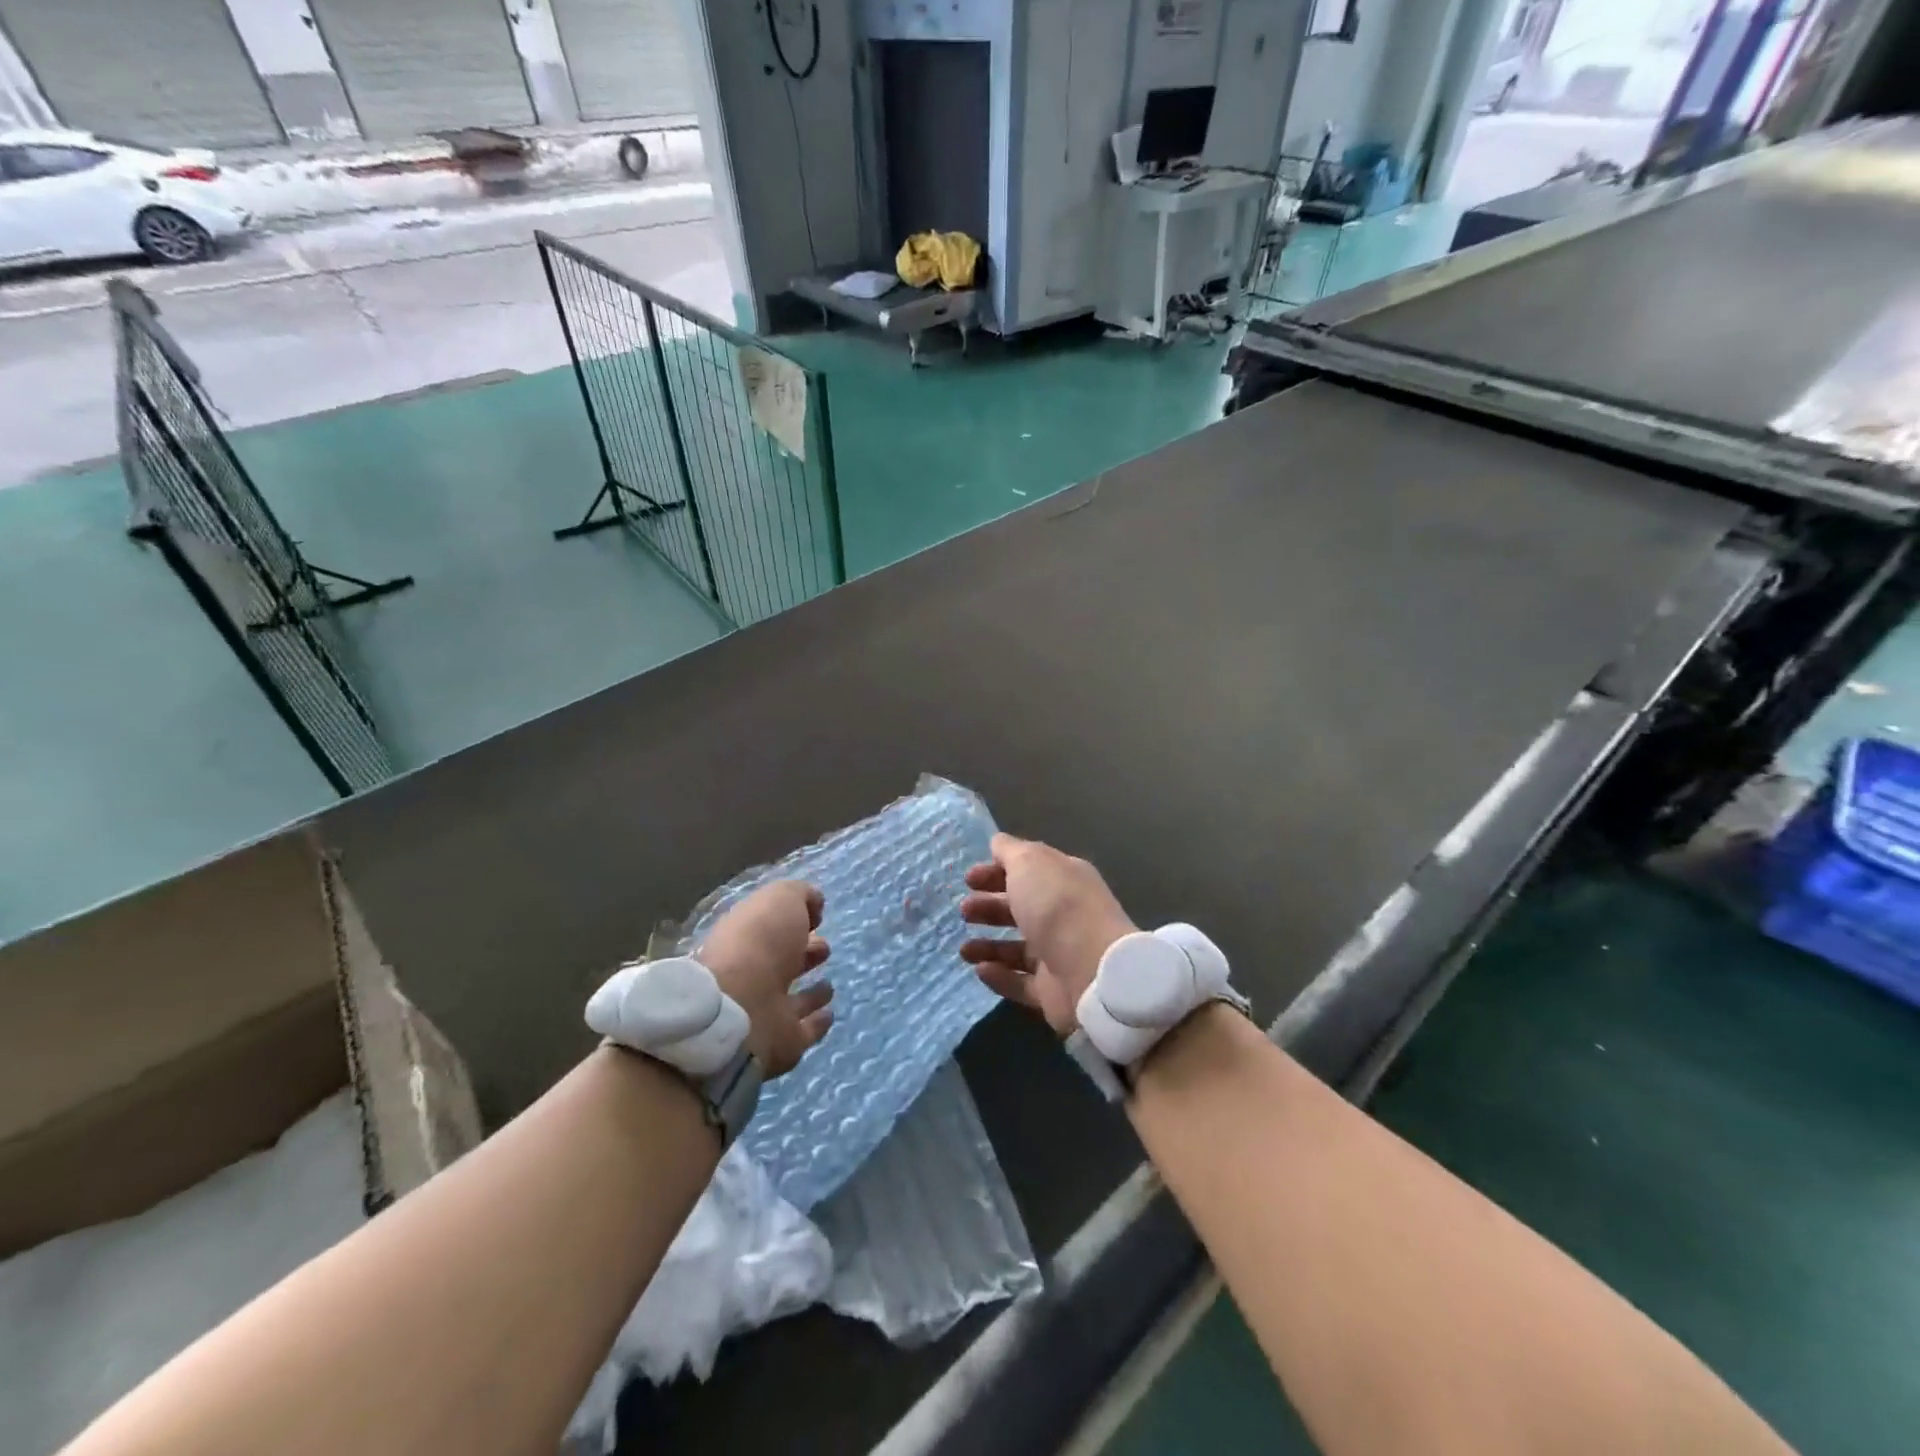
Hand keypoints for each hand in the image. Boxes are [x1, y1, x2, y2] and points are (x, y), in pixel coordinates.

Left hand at [698, 881, 833, 1076]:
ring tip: (829, 986)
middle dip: (804, 953)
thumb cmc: (759, 943)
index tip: (817, 919)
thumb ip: (799, 895)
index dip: (792, 922)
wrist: (741, 1007)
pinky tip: (830, 1014)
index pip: (770, 929)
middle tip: (824, 948)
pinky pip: (804, 1031)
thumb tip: (815, 904)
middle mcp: (753, 975)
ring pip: (793, 1000)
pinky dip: (817, 1022)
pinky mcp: (782, 1043)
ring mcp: (766, 1011)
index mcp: (746, 939)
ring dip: (810, 994)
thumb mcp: (780, 900)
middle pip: (781, 963)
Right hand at [960, 834, 1136, 1036]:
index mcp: (1063, 880)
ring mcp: (1059, 955)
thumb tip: (998, 842)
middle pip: (1021, 908)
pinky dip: (1000, 976)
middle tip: (964, 911)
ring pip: (1017, 948)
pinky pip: (1020, 982)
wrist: (1091, 970)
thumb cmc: (1057, 906)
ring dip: (988, 945)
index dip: (996, 872)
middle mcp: (1063, 915)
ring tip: (964, 949)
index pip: (1028, 871)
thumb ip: (1010, 852)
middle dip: (989, 907)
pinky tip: (980, 970)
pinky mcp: (1052, 991)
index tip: (968, 879)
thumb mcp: (1030, 863)